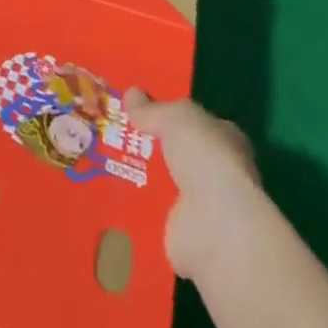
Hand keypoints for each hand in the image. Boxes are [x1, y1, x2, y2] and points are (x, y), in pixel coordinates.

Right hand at [126, 89, 261, 280]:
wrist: (214, 224)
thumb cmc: (205, 158)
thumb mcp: (176, 118)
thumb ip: (153, 109)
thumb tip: (130, 94)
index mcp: (225, 138)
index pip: (196, 122)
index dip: (170, 114)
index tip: (138, 108)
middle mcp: (217, 171)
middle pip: (177, 153)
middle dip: (151, 146)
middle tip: (114, 133)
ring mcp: (201, 205)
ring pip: (164, 183)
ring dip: (140, 177)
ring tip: (102, 161)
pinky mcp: (182, 233)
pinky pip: (153, 214)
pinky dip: (135, 208)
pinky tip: (108, 196)